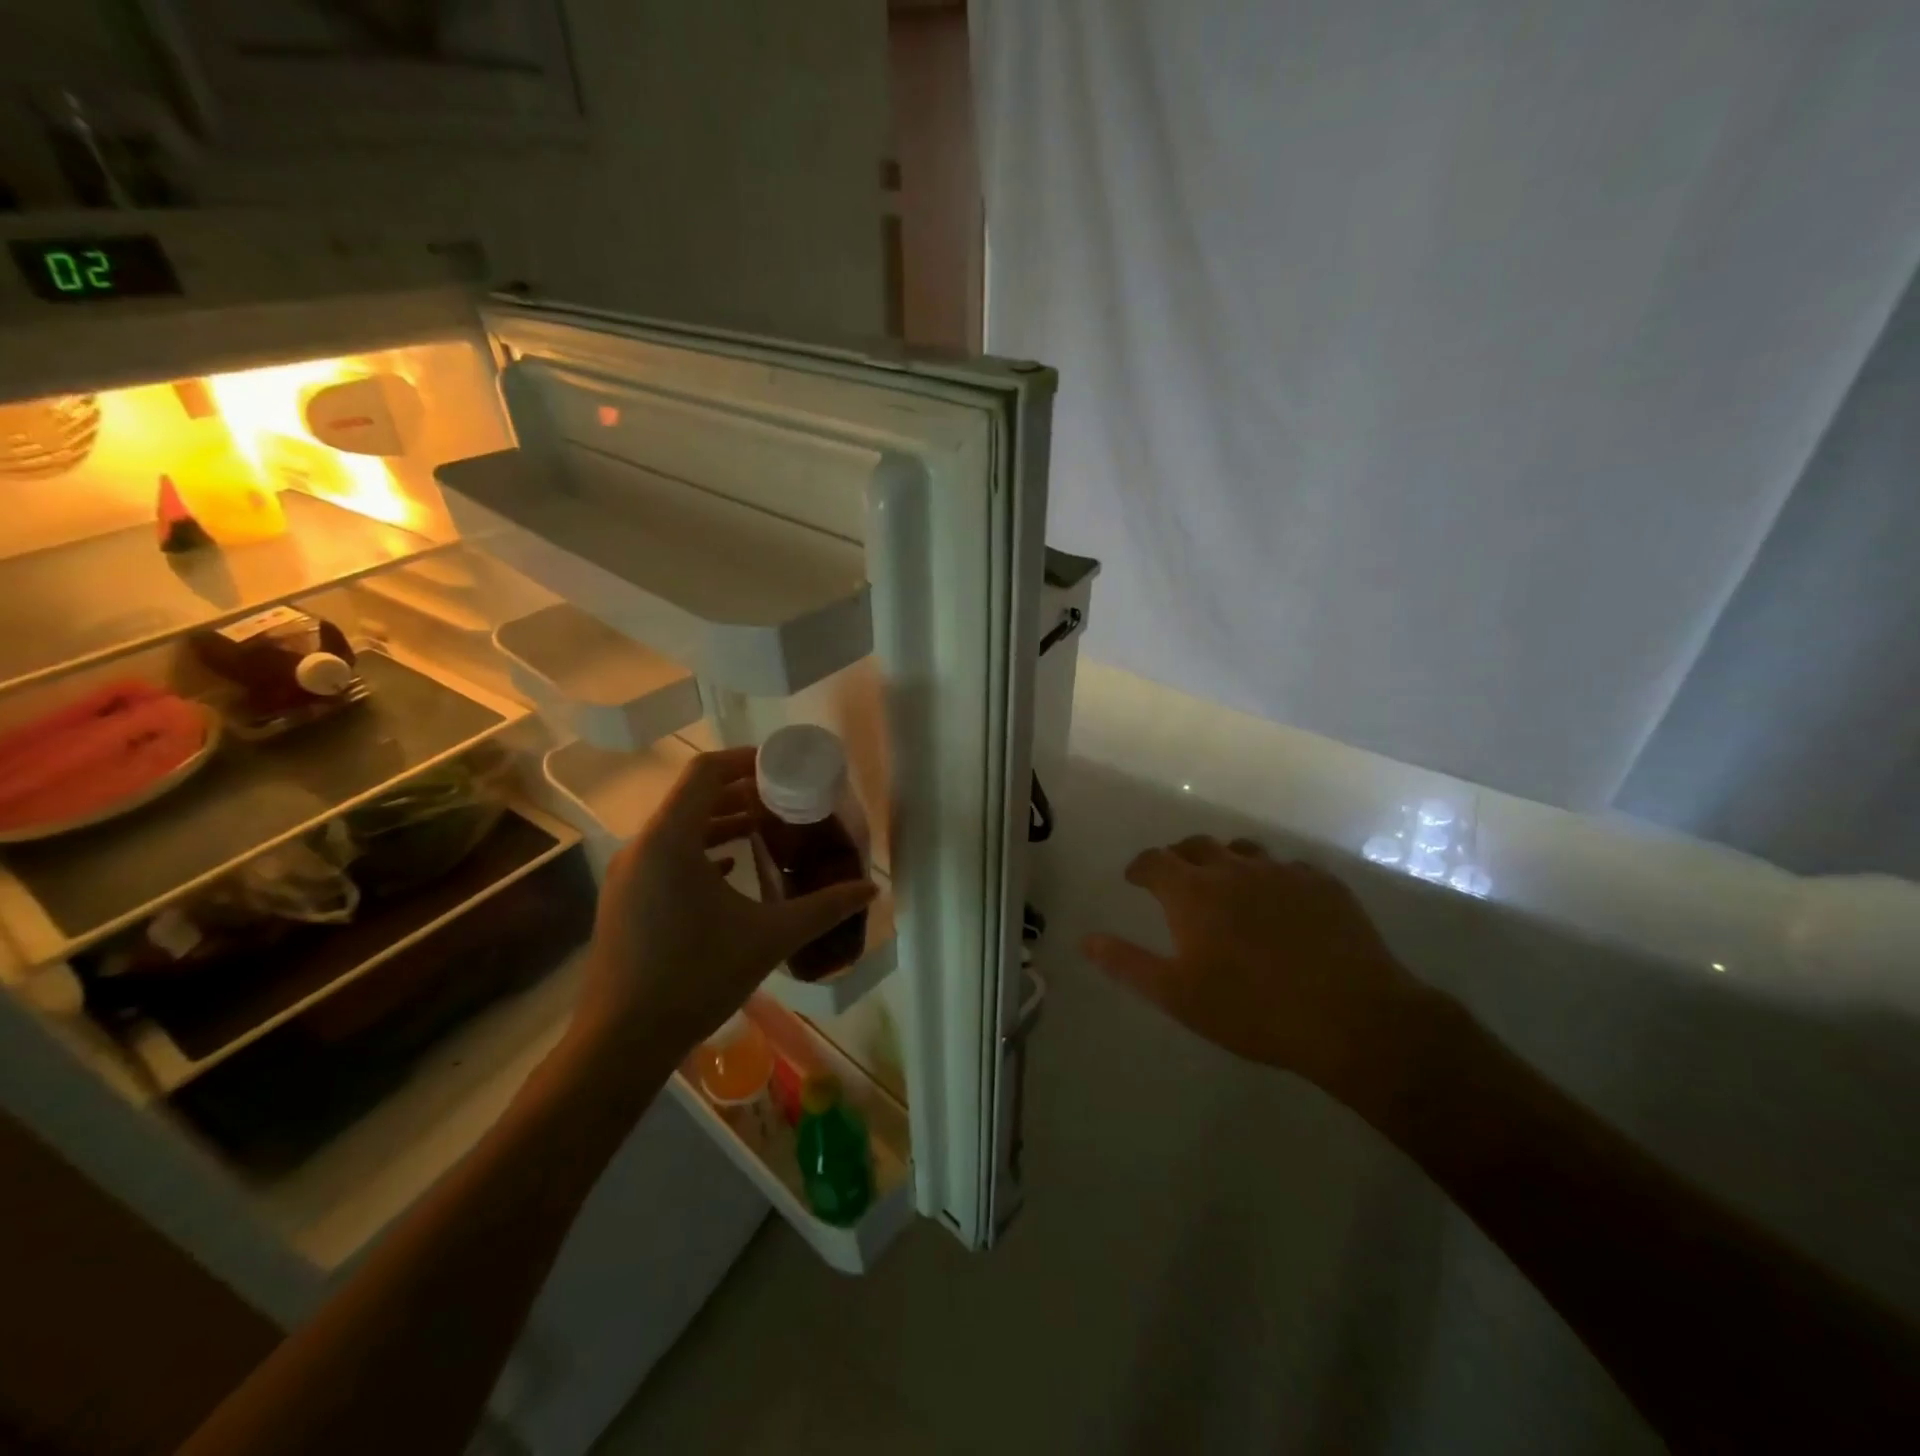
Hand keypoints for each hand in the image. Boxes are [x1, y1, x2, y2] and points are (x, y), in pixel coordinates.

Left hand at [570, 746, 876, 1079]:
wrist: (621, 1042)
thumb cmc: (696, 977)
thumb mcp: (770, 937)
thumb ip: (825, 907)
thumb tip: (871, 888)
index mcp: (670, 840)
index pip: (705, 772)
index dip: (746, 760)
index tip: (784, 767)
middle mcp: (642, 846)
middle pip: (693, 797)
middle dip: (742, 793)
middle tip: (787, 801)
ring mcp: (628, 874)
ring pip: (679, 827)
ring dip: (723, 822)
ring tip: (766, 832)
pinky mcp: (625, 899)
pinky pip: (667, 855)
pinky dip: (702, 850)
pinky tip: (732, 870)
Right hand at [1082, 836, 1424, 1091]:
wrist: (1350, 1017)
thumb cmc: (1251, 1010)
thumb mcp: (1177, 995)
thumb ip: (1127, 964)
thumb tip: (1085, 940)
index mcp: (1192, 892)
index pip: (1154, 861)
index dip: (1140, 867)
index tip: (1134, 879)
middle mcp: (1233, 869)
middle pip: (1196, 846)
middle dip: (1179, 857)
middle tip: (1176, 879)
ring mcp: (1281, 872)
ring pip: (1243, 851)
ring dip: (1225, 862)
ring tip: (1226, 885)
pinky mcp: (1322, 884)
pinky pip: (1287, 868)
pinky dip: (1271, 878)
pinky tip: (1280, 903)